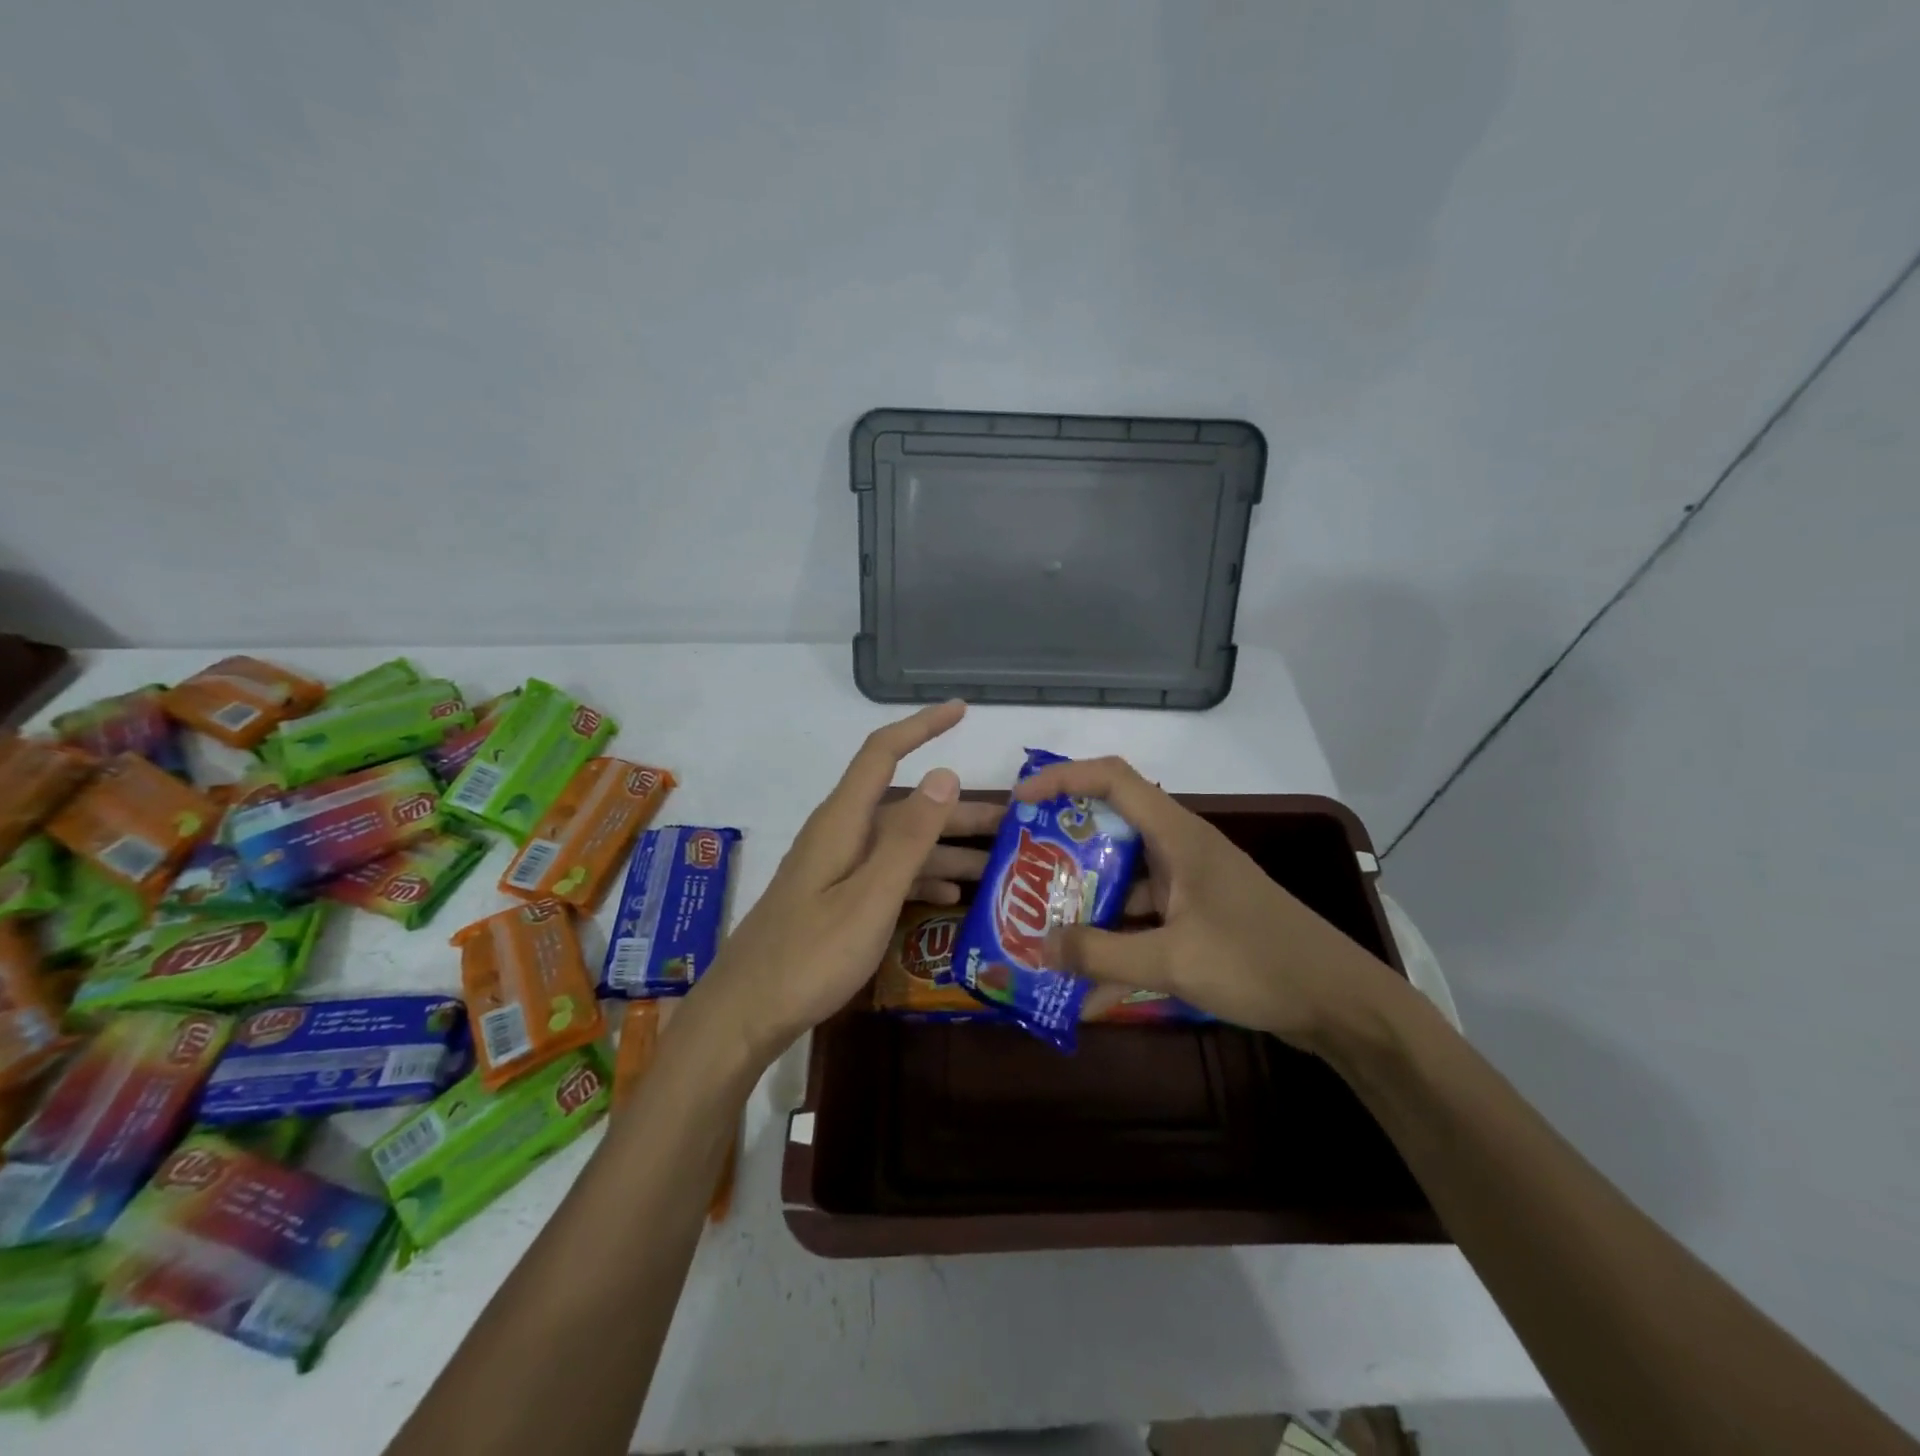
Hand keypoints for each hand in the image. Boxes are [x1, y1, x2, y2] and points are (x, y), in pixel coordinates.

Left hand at [685, 700, 971, 1066]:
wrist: (745, 1014)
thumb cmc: (810, 956)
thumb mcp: (870, 897)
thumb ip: (909, 838)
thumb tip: (945, 773)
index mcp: (843, 823)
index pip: (883, 753)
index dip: (921, 726)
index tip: (961, 710)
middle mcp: (840, 835)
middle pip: (905, 806)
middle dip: (956, 809)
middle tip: (1012, 822)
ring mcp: (836, 869)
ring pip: (900, 844)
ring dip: (946, 850)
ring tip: (995, 864)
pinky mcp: (834, 898)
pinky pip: (886, 875)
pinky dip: (920, 880)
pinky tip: (950, 898)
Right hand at [1011, 755, 1399, 1050]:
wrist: (1340, 1003)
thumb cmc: (1258, 963)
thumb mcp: (1173, 960)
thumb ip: (1101, 954)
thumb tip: (1039, 946)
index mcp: (1178, 835)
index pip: (1112, 778)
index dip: (1062, 778)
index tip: (1021, 801)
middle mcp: (1182, 848)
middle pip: (1112, 826)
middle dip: (1064, 846)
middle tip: (1024, 871)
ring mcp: (1192, 883)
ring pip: (1125, 875)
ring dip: (1087, 897)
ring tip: (1043, 924)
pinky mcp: (1200, 915)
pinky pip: (1145, 914)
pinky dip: (1116, 936)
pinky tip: (1089, 979)